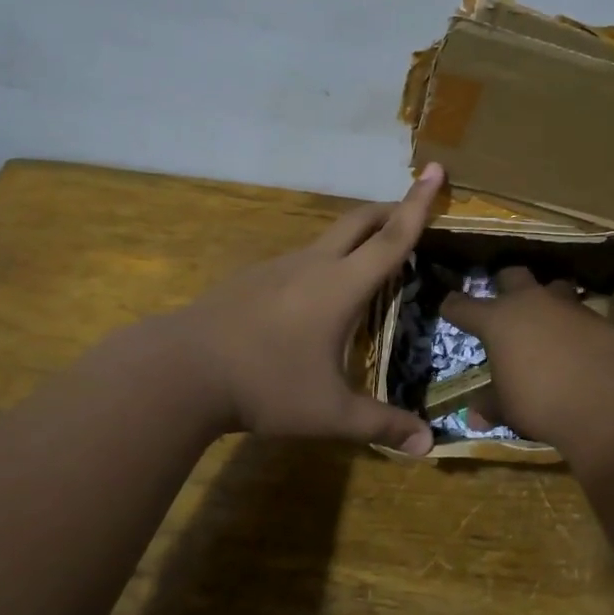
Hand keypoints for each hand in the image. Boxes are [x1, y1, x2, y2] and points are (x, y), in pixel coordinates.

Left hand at [167, 164, 444, 454]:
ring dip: (355, 239)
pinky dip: (323, 263)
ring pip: (327, 239)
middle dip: (389, 209)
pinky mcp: (251, 279)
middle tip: (411, 211)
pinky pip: (299, 260)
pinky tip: (313, 300)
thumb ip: (380, 425)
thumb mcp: (329, 413)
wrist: (179, 370)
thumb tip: (427, 445)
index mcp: (340, 285)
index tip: (434, 168)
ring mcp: (276, 268)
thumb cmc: (265, 385)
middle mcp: (312, 265)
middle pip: (359, 221)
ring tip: (369, 264)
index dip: (418, 204)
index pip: (392, 238)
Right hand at [441, 267, 613, 454]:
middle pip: (511, 275)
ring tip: (545, 319)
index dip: (453, 307)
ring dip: (545, 299)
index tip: (448, 307)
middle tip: (502, 303)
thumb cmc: (542, 402)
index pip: (462, 306)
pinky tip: (576, 343)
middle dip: (504, 285)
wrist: (609, 401)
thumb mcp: (508, 408)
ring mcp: (566, 305)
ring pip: (551, 286)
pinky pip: (579, 311)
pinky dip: (573, 323)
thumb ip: (490, 405)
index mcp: (497, 320)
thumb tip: (473, 416)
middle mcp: (530, 302)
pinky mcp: (598, 317)